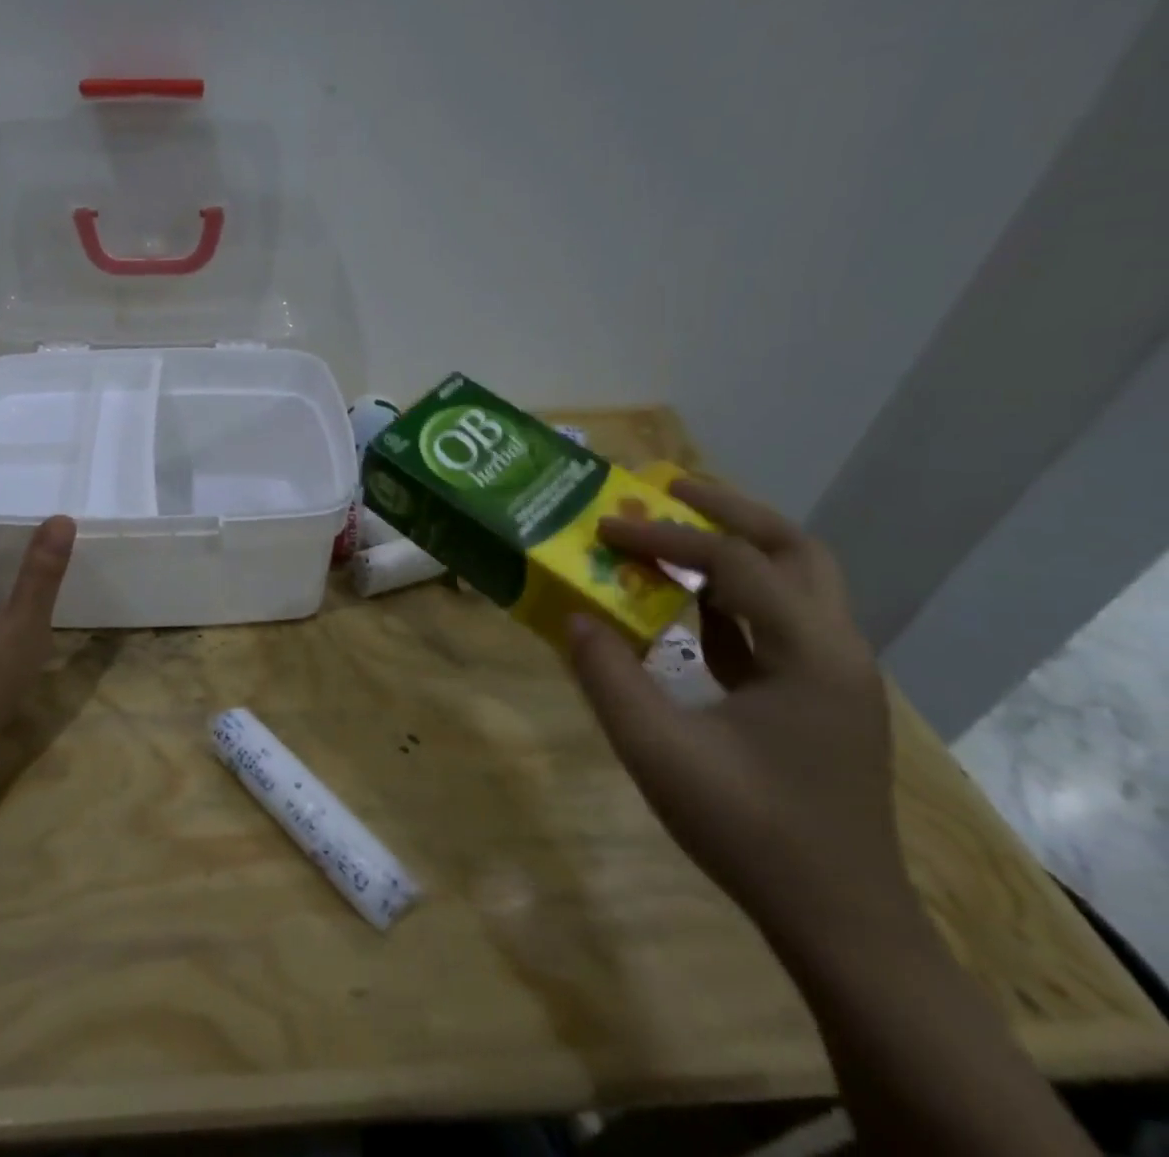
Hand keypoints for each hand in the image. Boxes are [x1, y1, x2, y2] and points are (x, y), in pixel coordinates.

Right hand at [564, 477, 914, 950]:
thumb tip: (573, 617)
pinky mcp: (817, 700)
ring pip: (795, 583)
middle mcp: (835, 650)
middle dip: (730, 510)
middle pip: (795, 550)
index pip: (734, 563)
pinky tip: (686, 605)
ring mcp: (832, 677)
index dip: (663, 538)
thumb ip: (608, 676)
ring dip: (736, 549)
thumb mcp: (658, 751)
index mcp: (810, 653)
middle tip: (667, 489)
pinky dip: (734, 597)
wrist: (840, 924)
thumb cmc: (751, 831)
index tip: (602, 527)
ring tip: (672, 534)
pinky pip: (777, 624)